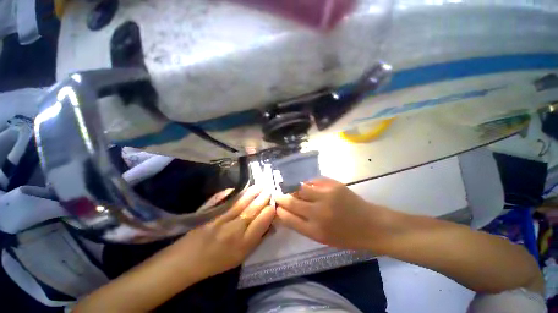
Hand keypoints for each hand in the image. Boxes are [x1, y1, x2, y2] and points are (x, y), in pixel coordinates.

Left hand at [175, 186, 274, 278]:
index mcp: (243, 244)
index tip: (274, 204)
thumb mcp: (241, 257)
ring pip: (241, 203)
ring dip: (253, 193)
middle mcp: (234, 230)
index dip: (269, 211)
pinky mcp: (211, 214)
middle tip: (270, 189)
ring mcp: (221, 220)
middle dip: (263, 198)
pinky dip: (235, 193)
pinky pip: (225, 201)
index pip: (261, 222)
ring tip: (260, 185)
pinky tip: (242, 188)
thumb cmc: (217, 262)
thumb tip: (270, 226)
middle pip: (252, 210)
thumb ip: (257, 240)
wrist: (188, 261)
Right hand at [275, 177, 389, 249]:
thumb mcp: (323, 237)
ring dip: (293, 188)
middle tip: (277, 194)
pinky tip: (307, 185)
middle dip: (281, 197)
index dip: (279, 211)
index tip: (275, 207)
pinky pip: (313, 181)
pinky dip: (307, 183)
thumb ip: (303, 225)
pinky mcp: (334, 185)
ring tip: (291, 188)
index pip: (289, 219)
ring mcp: (326, 196)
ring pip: (301, 188)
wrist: (371, 225)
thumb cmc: (346, 236)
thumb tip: (287, 212)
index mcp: (315, 231)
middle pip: (292, 202)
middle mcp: (319, 213)